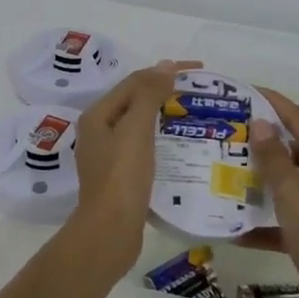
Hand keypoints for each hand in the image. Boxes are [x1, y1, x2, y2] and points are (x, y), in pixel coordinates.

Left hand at [68, 61, 187, 244]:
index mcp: (97, 116)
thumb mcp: (136, 130)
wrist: (110, 232)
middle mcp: (99, 132)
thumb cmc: (122, 177)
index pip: (134, 82)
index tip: (199, 71)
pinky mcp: (120, 176)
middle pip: (135, 101)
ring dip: (166, 116)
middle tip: (200, 92)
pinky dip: (163, 140)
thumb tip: (165, 65)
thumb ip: (148, 95)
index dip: (165, 72)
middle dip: (166, 92)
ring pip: (140, 125)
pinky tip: (183, 146)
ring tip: (196, 115)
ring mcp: (108, 156)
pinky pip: (144, 147)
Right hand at [247, 90, 298, 297]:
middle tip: (231, 133)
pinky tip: (235, 227)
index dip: (275, 104)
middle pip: (297, 152)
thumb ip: (273, 156)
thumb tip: (262, 124)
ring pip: (291, 186)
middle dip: (265, 144)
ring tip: (228, 172)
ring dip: (262, 181)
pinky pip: (287, 220)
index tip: (246, 91)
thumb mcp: (291, 190)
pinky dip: (265, 222)